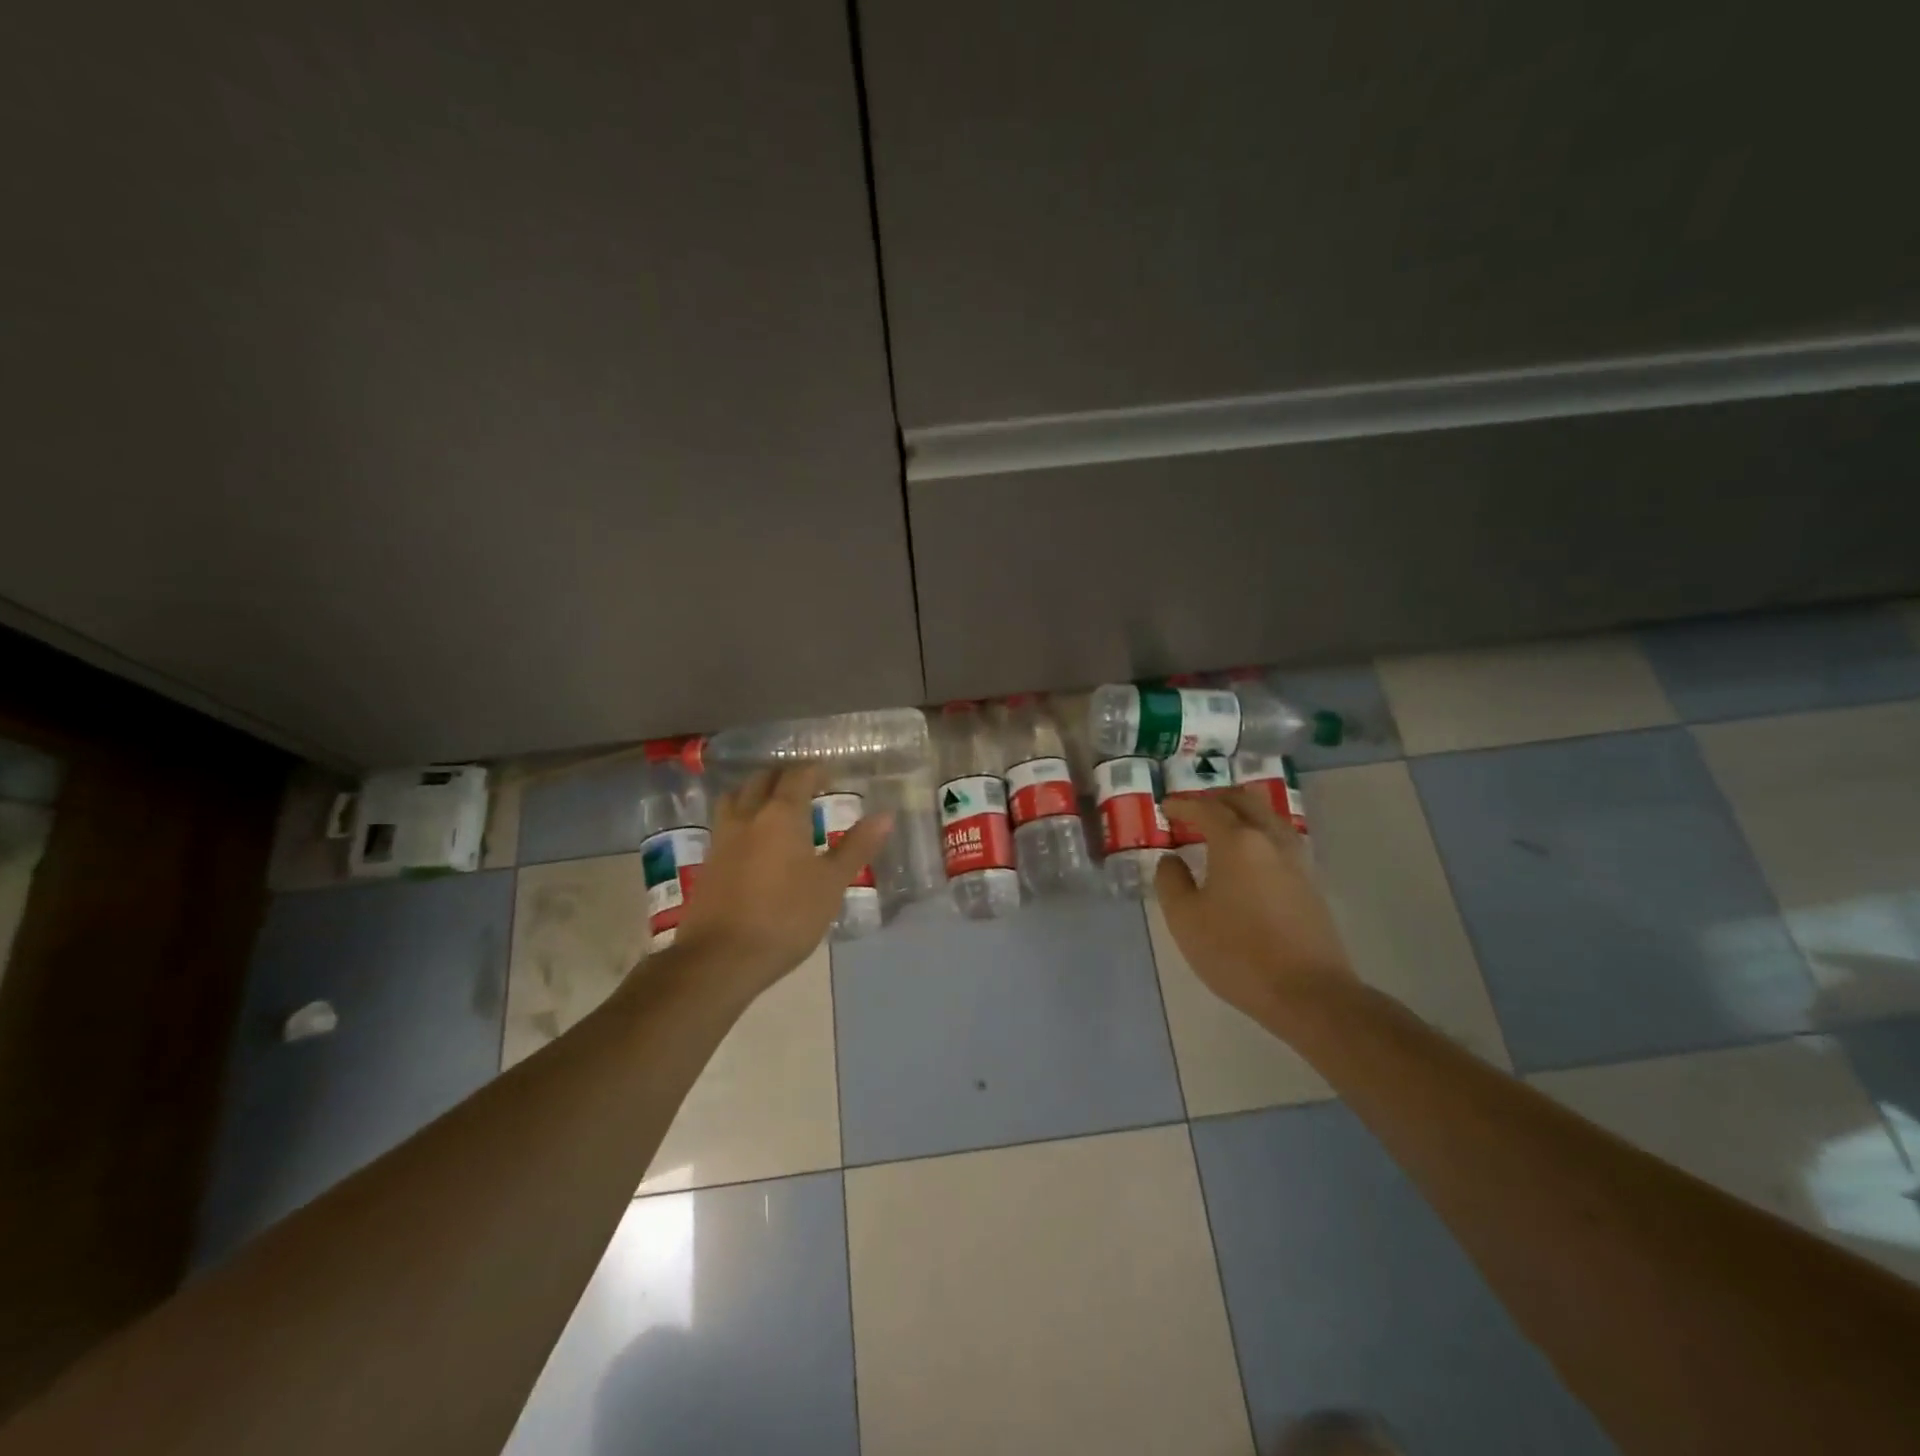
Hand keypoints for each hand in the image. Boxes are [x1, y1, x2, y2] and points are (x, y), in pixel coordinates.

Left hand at [672, 765, 891, 994]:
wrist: (720, 958)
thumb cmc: (786, 917)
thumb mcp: (831, 883)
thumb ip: (857, 846)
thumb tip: (885, 815)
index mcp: (780, 815)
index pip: (797, 776)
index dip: (814, 771)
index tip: (830, 778)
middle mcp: (747, 817)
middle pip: (761, 780)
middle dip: (783, 777)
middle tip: (805, 788)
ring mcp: (722, 839)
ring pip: (735, 798)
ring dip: (756, 792)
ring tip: (774, 806)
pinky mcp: (708, 863)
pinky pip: (725, 824)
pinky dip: (741, 818)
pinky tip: (753, 840)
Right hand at [1155, 786, 1354, 1022]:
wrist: (1308, 992)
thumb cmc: (1237, 952)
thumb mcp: (1185, 918)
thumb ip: (1171, 881)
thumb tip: (1172, 859)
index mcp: (1237, 841)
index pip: (1205, 808)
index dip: (1182, 805)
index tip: (1165, 807)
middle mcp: (1270, 839)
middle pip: (1244, 801)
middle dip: (1215, 799)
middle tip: (1193, 809)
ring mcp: (1296, 859)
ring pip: (1268, 816)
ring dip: (1241, 812)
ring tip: (1221, 827)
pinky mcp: (1311, 882)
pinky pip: (1280, 839)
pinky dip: (1259, 833)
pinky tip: (1249, 854)